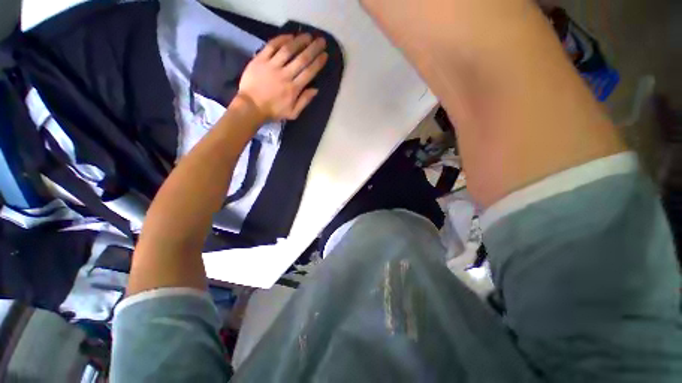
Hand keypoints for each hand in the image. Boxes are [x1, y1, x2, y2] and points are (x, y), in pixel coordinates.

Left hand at [238, 34, 327, 120]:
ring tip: (308, 35)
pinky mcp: (260, 59)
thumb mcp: (292, 113)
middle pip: (302, 59)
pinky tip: (289, 36)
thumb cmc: (273, 111)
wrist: (251, 106)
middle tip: (321, 41)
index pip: (309, 72)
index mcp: (294, 89)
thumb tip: (315, 89)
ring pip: (288, 49)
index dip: (318, 63)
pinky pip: (272, 46)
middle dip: (313, 48)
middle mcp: (285, 75)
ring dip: (299, 41)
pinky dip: (281, 39)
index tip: (325, 55)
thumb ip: (304, 101)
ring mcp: (272, 65)